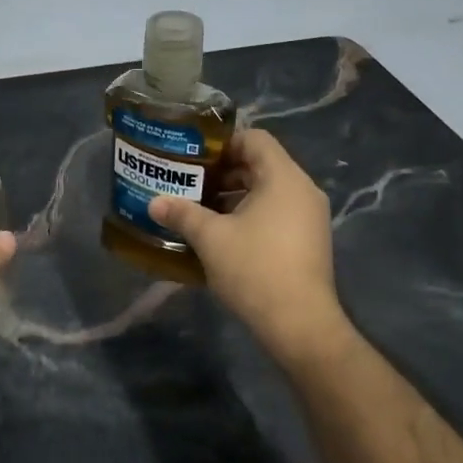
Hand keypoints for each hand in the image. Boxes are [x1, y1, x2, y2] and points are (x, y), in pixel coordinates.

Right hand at [147, 128, 347, 364]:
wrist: (299, 324)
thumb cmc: (254, 269)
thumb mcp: (210, 238)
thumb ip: (182, 214)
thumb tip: (153, 202)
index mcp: (283, 178)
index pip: (254, 139)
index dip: (222, 143)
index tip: (192, 158)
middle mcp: (302, 191)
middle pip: (260, 165)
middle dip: (222, 173)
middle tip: (188, 184)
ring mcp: (309, 218)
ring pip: (267, 193)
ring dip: (232, 197)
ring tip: (198, 211)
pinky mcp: (308, 242)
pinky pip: (275, 214)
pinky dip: (249, 216)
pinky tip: (220, 236)